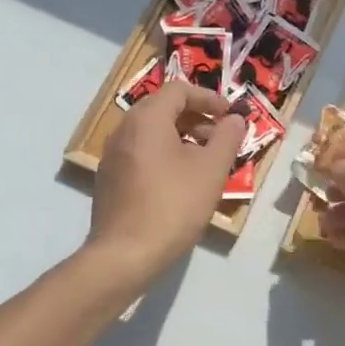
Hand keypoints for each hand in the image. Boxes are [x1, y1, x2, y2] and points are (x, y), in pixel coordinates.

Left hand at [89, 82, 245, 285]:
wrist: (124, 255)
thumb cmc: (173, 205)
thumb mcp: (211, 170)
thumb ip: (226, 138)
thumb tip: (235, 119)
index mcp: (147, 119)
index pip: (179, 90)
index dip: (208, 98)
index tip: (230, 115)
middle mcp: (124, 130)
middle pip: (163, 108)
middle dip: (196, 117)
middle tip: (220, 137)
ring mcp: (112, 155)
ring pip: (151, 132)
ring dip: (181, 136)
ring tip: (205, 161)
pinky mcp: (109, 179)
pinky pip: (141, 152)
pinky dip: (164, 154)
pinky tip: (181, 181)